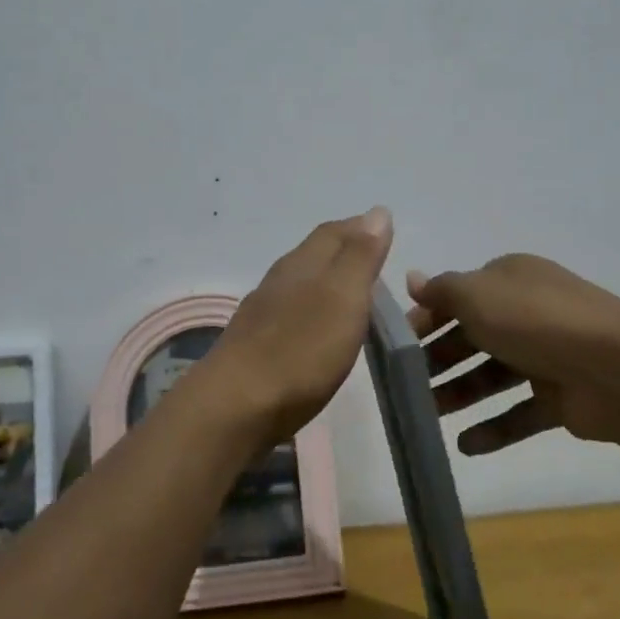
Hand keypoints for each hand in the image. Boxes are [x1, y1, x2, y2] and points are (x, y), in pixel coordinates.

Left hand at [195, 207, 394, 445]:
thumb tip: (378, 211)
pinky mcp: (255, 346)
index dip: (359, 228)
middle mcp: (279, 280)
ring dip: (326, 283)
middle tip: (374, 264)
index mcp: (302, 263)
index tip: (383, 233)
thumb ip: (360, 256)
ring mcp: (262, 313)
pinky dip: (311, 313)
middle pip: (314, 255)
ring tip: (352, 297)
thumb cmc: (299, 351)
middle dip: (343, 252)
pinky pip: (290, 315)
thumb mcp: (342, 298)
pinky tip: (318, 332)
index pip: (333, 232)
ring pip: (300, 284)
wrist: (236, 407)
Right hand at [405, 254, 619, 453]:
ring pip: (493, 375)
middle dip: (439, 360)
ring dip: (460, 394)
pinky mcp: (562, 396)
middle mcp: (528, 312)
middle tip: (407, 384)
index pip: (458, 296)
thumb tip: (412, 279)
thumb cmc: (536, 321)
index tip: (396, 345)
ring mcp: (548, 355)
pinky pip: (520, 412)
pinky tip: (465, 445)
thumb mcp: (477, 295)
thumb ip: (441, 290)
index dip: (426, 318)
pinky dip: (494, 427)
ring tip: (428, 416)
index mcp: (510, 280)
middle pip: (473, 336)